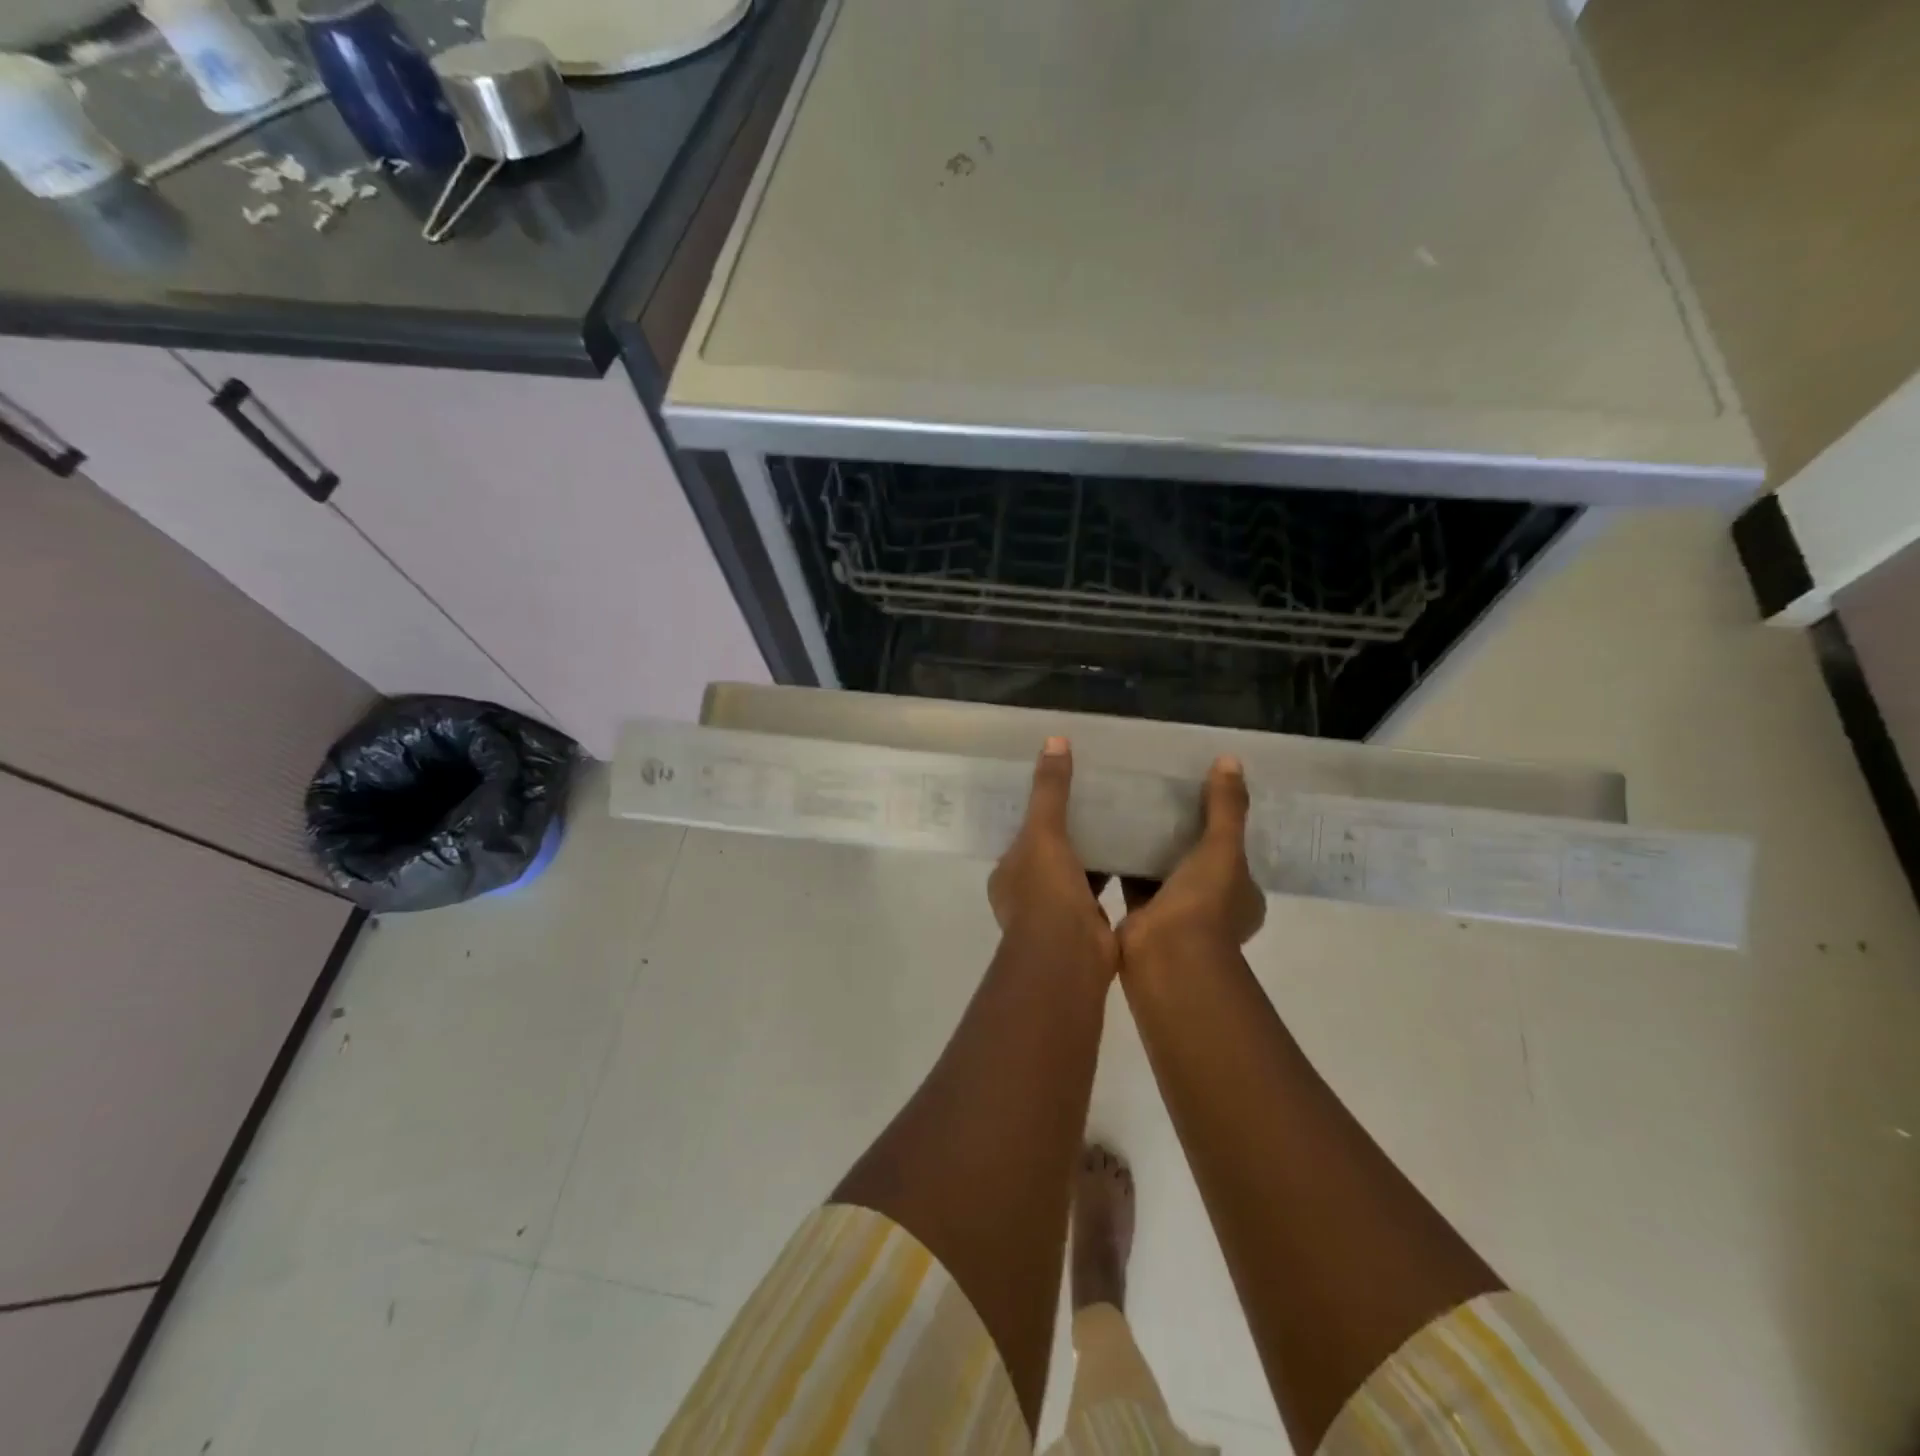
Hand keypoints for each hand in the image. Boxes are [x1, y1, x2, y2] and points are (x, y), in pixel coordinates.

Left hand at [988, 738, 1117, 967]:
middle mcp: (1026, 894)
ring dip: (1091, 855)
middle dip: (1068, 834)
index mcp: (1008, 873)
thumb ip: (1050, 790)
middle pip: (1049, 854)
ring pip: (1074, 873)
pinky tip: (1135, 856)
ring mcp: (1055, 914)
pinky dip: (1112, 876)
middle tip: (1098, 801)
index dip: (1040, 815)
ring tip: (1120, 822)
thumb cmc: (1046, 892)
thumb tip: (1054, 741)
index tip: (1064, 792)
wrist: (1068, 955)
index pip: (1022, 836)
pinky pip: (1098, 892)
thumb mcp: (1044, 832)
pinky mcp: (1086, 926)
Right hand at [1117, 755, 1265, 963]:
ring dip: (1151, 849)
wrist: (1166, 957)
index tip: (1200, 797)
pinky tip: (1106, 835)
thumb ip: (1225, 807)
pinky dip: (1123, 863)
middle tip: (1159, 797)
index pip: (1234, 853)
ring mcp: (1177, 915)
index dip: (1221, 827)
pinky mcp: (1142, 918)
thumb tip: (1231, 760)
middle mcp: (1213, 907)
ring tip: (1130, 809)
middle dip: (1181, 836)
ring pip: (1164, 872)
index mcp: (1241, 895)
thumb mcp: (1222, 848)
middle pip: (1197, 861)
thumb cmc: (1204, 904)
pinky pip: (1133, 882)